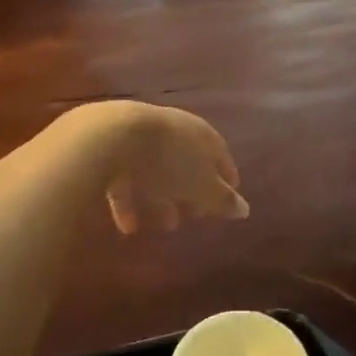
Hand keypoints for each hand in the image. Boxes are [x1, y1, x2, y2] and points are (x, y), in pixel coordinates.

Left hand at [79, 102, 248, 233]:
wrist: (111, 137)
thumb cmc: (168, 161)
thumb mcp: (202, 186)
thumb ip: (222, 200)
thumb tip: (245, 210)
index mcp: (200, 132)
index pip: (219, 153)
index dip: (226, 176)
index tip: (229, 196)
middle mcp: (172, 128)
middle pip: (187, 160)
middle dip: (191, 188)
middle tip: (194, 214)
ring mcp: (140, 134)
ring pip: (156, 169)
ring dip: (162, 197)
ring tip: (165, 226)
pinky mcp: (111, 147)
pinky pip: (126, 176)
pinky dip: (131, 200)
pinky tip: (129, 227)